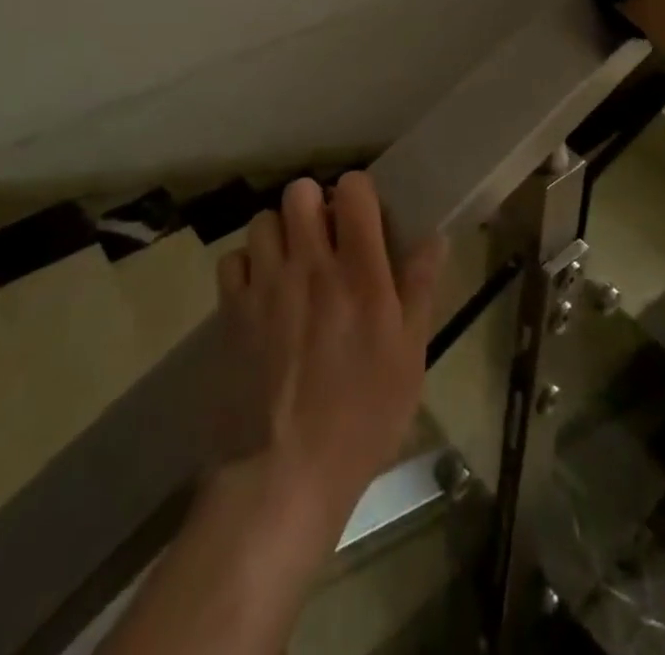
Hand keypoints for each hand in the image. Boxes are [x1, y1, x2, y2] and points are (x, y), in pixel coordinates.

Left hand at [217, 172, 445, 544]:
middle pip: (300, 191)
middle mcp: (310, 266)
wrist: (284, 475)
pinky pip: (232, 259)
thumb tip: (434, 237)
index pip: (353, 190)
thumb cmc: (361, 418)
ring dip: (279, 233)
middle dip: (313, 205)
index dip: (357, 192)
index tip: (361, 217)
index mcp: (360, 274)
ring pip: (264, 220)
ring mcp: (265, 286)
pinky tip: (259, 291)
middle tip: (323, 238)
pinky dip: (246, 266)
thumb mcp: (409, 357)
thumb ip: (419, 288)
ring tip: (290, 263)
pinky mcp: (231, 311)